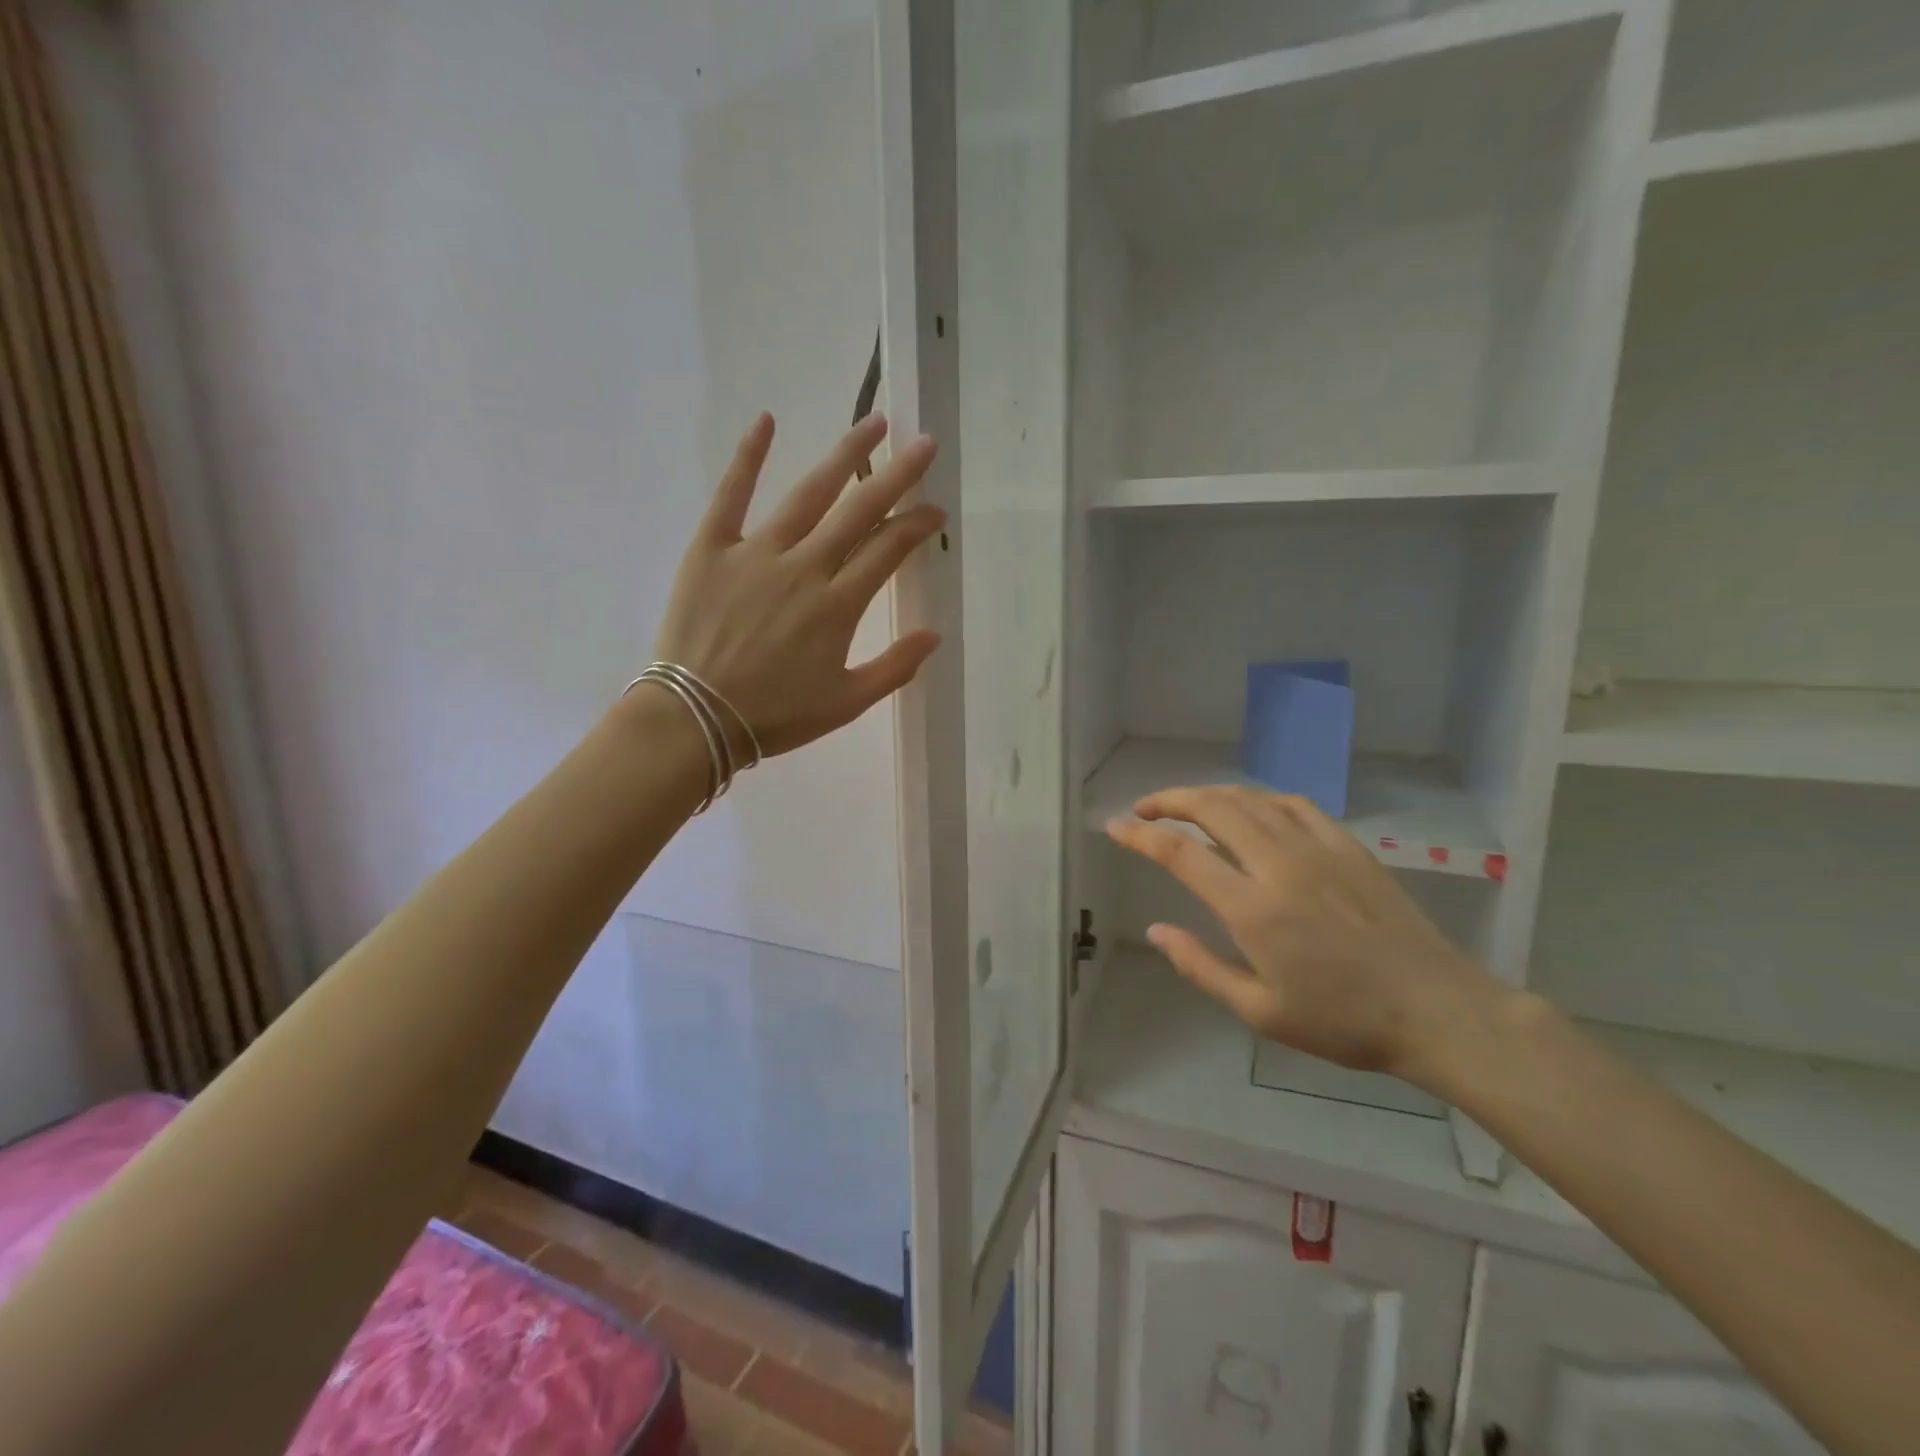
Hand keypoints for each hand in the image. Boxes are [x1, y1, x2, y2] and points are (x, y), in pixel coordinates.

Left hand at [654, 412, 943, 756]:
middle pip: (859, 511)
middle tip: (924, 445)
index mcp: (838, 605)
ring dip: (844, 455)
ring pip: (809, 494)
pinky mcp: (712, 548)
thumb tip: (935, 635)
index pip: (889, 550)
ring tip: (873, 423)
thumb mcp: (846, 703)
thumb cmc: (775, 715)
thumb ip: (895, 668)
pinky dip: (748, 457)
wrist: (696, 719)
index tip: (935, 510)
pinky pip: (731, 494)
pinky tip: (766, 420)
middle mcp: (804, 568)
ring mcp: (756, 553)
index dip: (917, 525)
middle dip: (897, 475)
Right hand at [1107, 787, 1506, 1088]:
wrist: (1436, 1009)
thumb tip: (1156, 931)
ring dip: (1209, 795)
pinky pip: (1293, 805)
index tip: (1115, 826)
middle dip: (1169, 800)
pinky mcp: (1347, 846)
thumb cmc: (1343, 1021)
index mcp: (1252, 908)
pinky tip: (1251, 810)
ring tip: (1187, 806)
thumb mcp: (1260, 1012)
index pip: (1180, 853)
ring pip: (1250, 800)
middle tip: (1144, 809)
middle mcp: (1278, 865)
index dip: (1140, 835)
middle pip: (1212, 808)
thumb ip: (1200, 967)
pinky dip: (1258, 799)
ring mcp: (1317, 849)